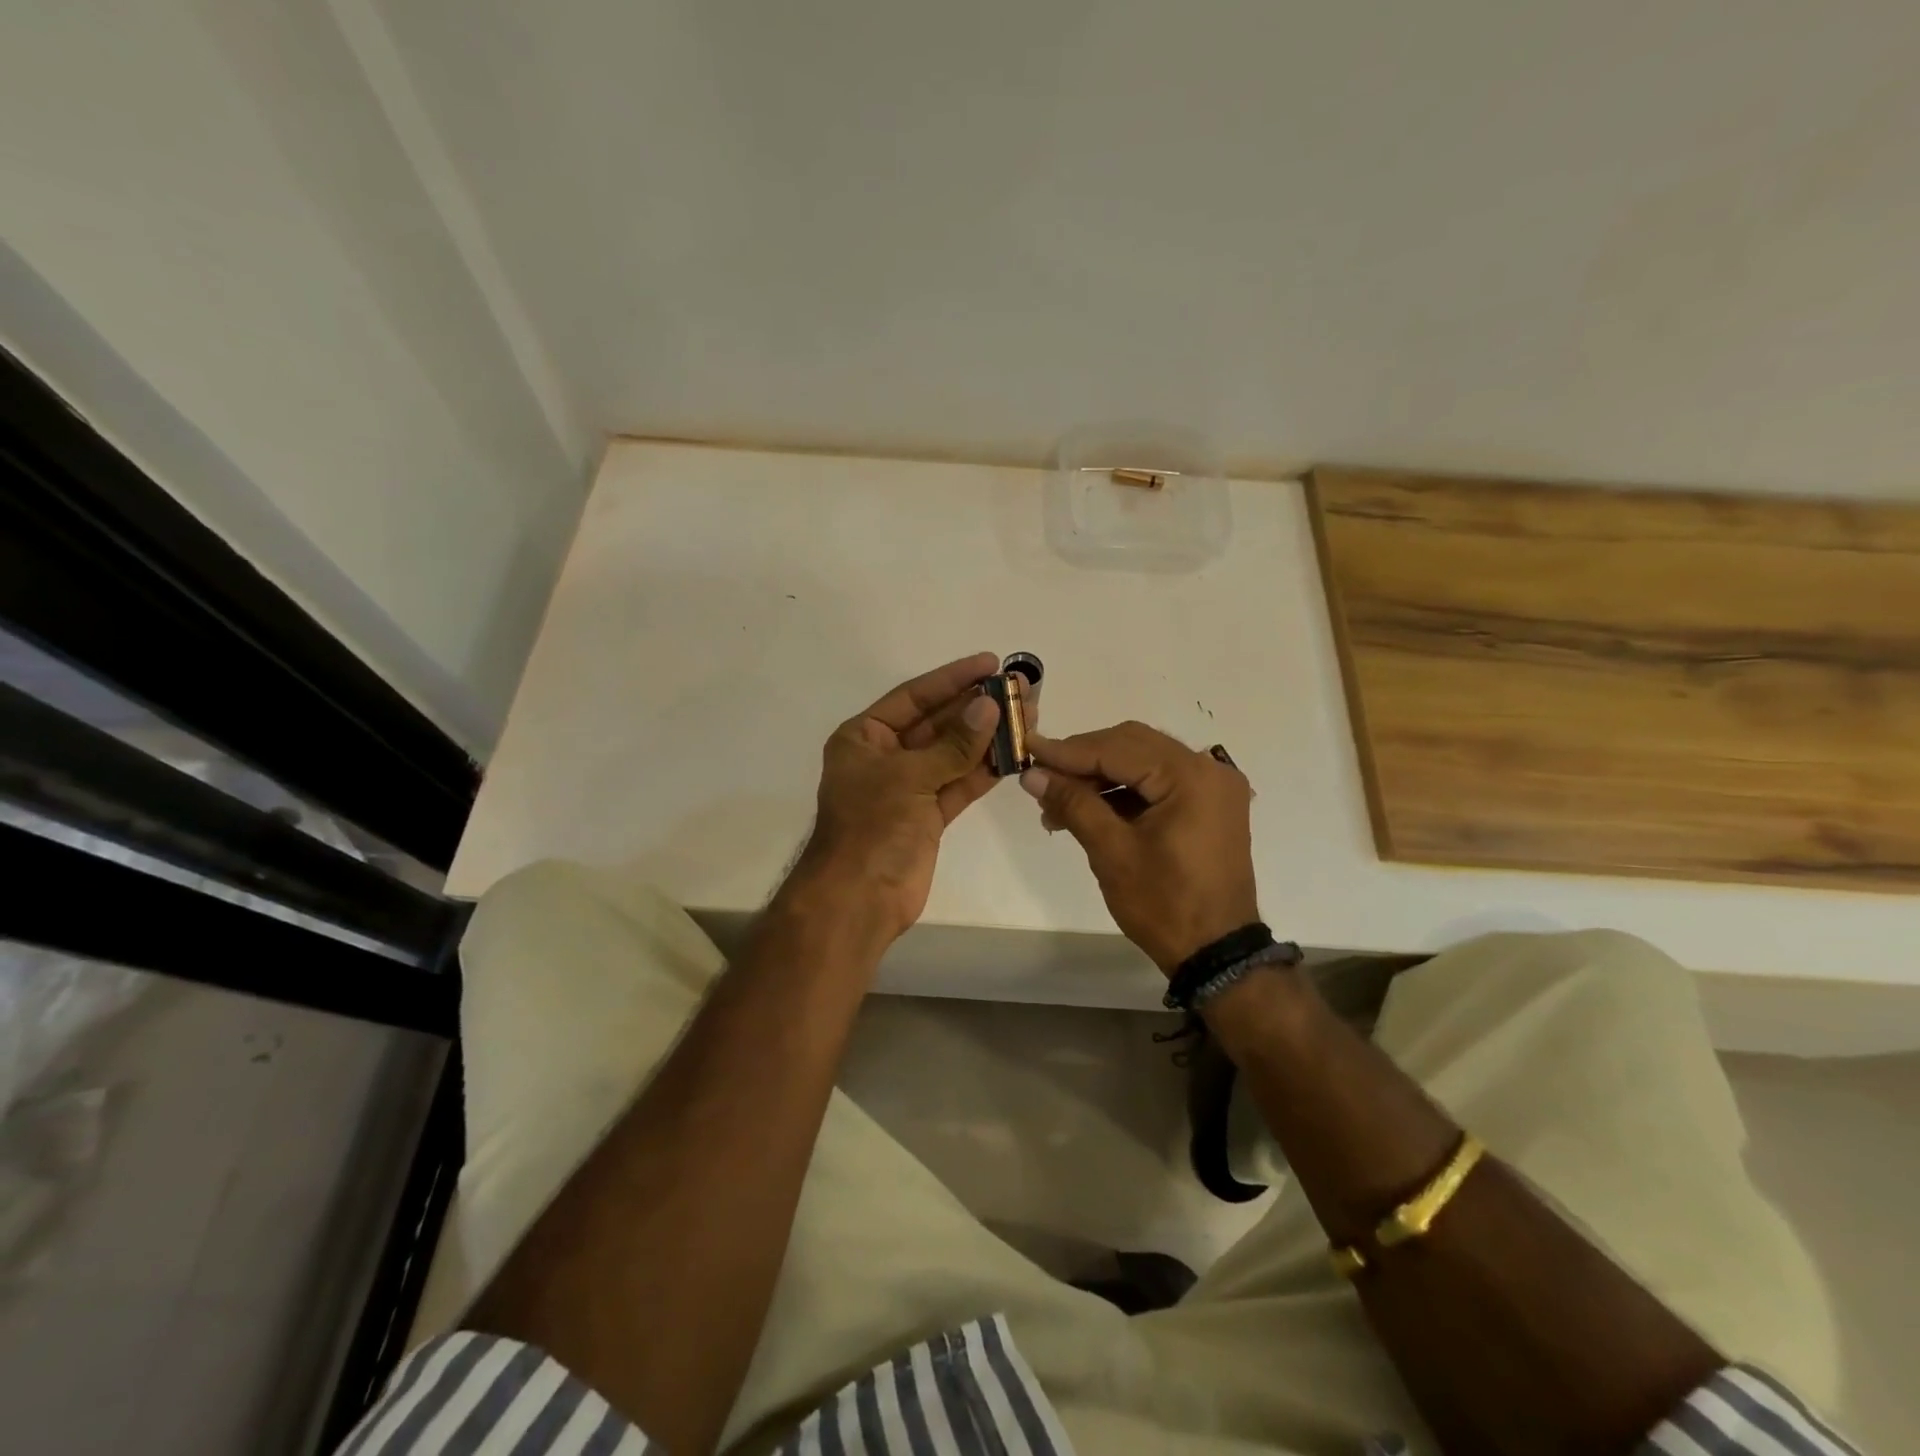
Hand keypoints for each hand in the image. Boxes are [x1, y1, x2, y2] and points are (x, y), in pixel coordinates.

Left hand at [790, 652, 1004, 942]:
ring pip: (953, 754)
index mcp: (864, 738)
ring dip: (988, 737)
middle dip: (977, 707)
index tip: (990, 663)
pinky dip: (985, 771)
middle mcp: (885, 757)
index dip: (952, 678)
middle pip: (937, 723)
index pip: (913, 697)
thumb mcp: (910, 777)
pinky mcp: (928, 815)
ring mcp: (908, 787)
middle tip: (1020, 689)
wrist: (859, 899)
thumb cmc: (872, 827)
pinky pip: (959, 784)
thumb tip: (990, 707)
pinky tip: (1015, 754)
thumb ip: (954, 744)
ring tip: (1029, 716)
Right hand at [1022, 721, 1258, 973]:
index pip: (1118, 748)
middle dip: (1083, 760)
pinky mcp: (1208, 805)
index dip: (1068, 751)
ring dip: (1100, 777)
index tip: (1028, 749)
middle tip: (1041, 776)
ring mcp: (1212, 786)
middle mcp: (1208, 769)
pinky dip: (1123, 792)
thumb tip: (1032, 774)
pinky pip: (1157, 782)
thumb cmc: (1164, 904)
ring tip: (1057, 804)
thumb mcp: (1112, 852)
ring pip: (1142, 762)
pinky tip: (1088, 809)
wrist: (1215, 952)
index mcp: (1190, 777)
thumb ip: (1073, 803)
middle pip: (1132, 745)